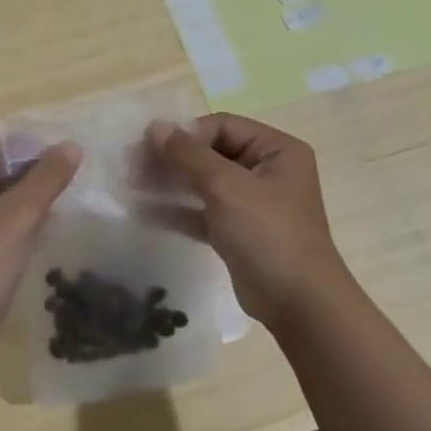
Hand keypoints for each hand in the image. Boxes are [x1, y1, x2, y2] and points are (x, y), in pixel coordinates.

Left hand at [0, 133, 81, 345]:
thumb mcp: (18, 216)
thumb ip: (47, 178)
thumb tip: (72, 146)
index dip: (31, 147)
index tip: (67, 160)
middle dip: (30, 173)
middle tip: (69, 182)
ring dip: (26, 196)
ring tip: (62, 201)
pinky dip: (15, 217)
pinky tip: (42, 226)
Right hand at [146, 114, 350, 327]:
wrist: (298, 304)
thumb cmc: (267, 233)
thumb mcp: (226, 186)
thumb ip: (188, 154)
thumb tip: (154, 126)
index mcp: (276, 150)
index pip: (222, 126)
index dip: (185, 133)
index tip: (149, 146)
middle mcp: (266, 171)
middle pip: (210, 153)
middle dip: (172, 159)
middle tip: (132, 166)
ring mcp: (252, 203)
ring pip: (203, 183)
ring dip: (169, 183)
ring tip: (132, 185)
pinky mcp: (238, 232)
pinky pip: (203, 211)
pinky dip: (177, 210)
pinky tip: (145, 211)